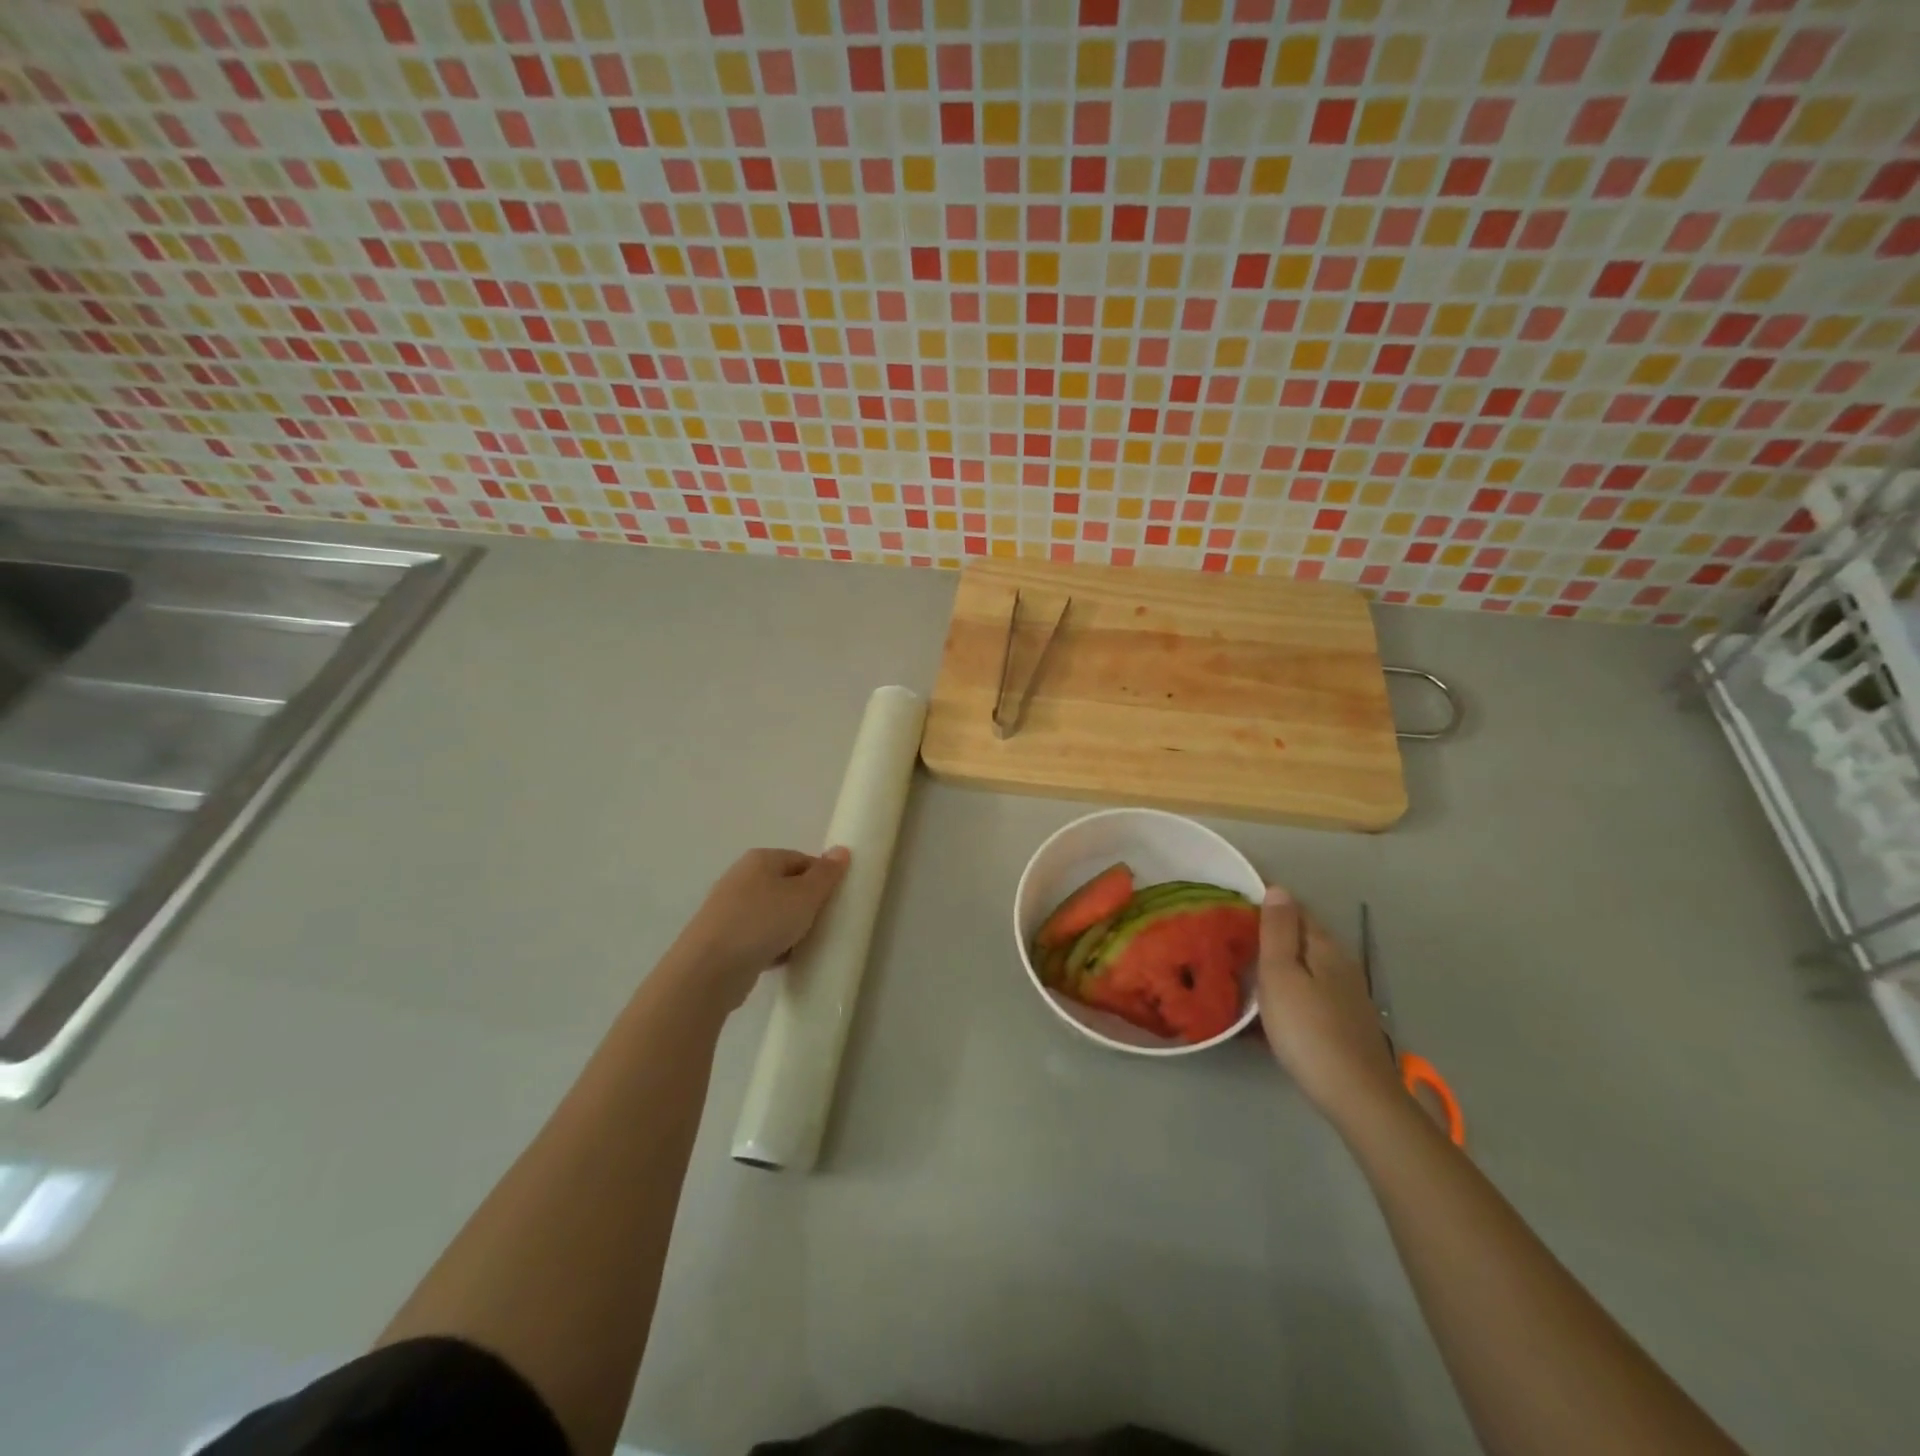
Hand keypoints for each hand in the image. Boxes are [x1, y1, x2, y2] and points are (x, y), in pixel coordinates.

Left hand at [673, 847, 850, 1010]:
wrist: (709, 969)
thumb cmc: (762, 923)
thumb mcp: (805, 896)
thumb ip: (826, 874)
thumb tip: (841, 850)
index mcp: (760, 859)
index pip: (802, 860)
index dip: (822, 879)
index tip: (834, 902)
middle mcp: (742, 877)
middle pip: (786, 886)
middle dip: (806, 905)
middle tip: (822, 924)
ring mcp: (729, 909)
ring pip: (772, 913)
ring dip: (790, 928)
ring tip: (804, 945)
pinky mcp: (723, 938)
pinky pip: (758, 935)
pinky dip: (772, 945)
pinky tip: (782, 960)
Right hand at [1256, 886, 1403, 1125]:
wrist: (1357, 1097)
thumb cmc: (1308, 1030)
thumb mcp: (1281, 975)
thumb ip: (1278, 931)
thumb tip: (1279, 889)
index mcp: (1325, 947)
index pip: (1295, 910)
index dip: (1267, 903)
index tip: (1233, 905)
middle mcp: (1341, 964)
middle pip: (1301, 938)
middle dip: (1269, 935)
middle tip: (1230, 939)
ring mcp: (1346, 996)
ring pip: (1305, 968)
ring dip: (1276, 965)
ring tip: (1241, 972)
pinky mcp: (1344, 1023)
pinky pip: (1308, 993)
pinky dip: (1287, 991)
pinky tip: (1268, 1010)